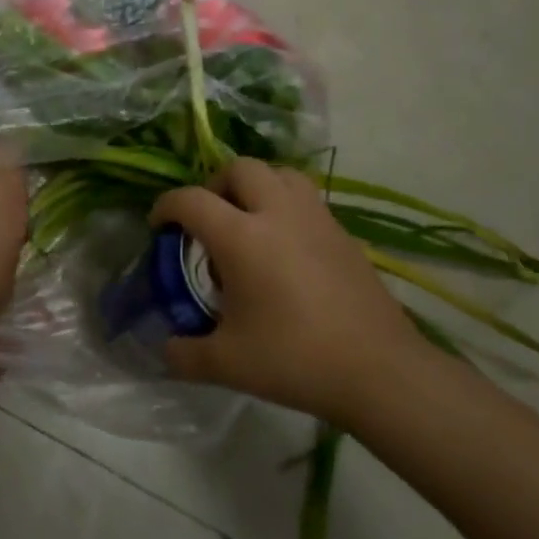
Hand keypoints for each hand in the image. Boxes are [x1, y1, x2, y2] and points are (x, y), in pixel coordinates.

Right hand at [149, 159, 419, 424]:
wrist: (380, 371)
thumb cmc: (295, 359)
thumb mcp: (226, 363)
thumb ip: (184, 353)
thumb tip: (164, 349)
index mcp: (241, 237)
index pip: (191, 200)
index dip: (166, 206)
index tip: (158, 226)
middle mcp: (277, 214)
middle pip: (239, 168)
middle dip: (215, 185)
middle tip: (209, 219)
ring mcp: (316, 219)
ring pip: (280, 173)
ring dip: (255, 186)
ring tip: (248, 221)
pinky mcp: (344, 234)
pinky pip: (307, 198)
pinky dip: (285, 205)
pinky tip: (285, 247)